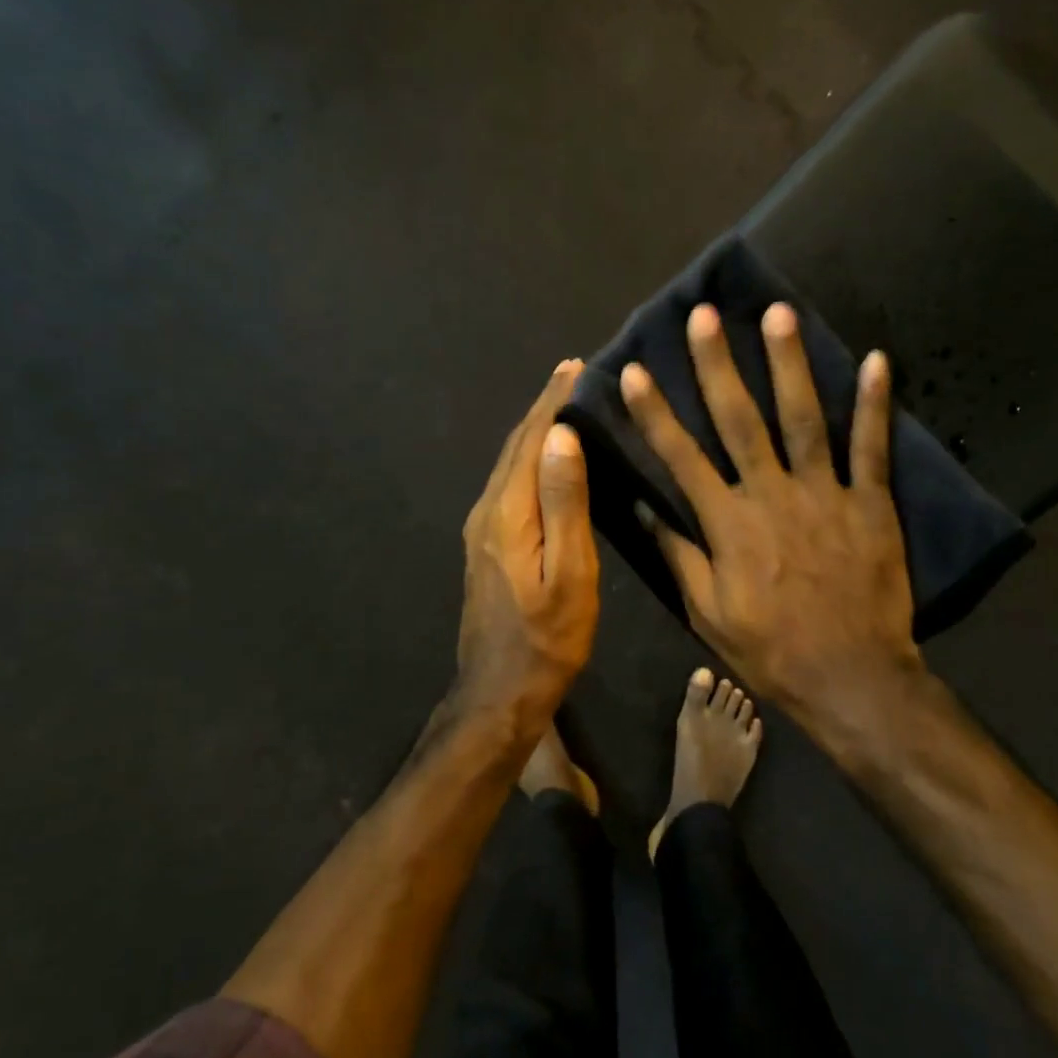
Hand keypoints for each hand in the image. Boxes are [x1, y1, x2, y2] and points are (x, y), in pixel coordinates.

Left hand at [454, 361, 599, 735]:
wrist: (500, 692)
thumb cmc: (547, 638)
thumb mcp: (568, 573)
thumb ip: (564, 503)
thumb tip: (560, 436)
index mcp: (506, 512)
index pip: (530, 440)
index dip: (552, 401)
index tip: (575, 365)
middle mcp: (487, 511)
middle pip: (515, 447)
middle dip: (542, 407)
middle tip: (573, 374)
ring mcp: (481, 529)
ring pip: (509, 464)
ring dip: (535, 431)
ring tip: (565, 405)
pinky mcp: (487, 545)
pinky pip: (510, 485)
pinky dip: (529, 459)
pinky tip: (548, 460)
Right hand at [621, 303, 922, 728]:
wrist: (850, 676)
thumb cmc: (770, 648)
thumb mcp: (707, 612)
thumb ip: (677, 555)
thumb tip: (642, 508)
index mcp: (727, 523)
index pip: (681, 457)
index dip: (654, 412)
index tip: (634, 371)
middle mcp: (771, 494)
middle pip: (740, 420)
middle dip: (717, 365)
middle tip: (705, 315)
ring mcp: (825, 494)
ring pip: (804, 418)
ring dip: (789, 364)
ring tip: (778, 313)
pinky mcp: (870, 503)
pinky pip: (872, 447)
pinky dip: (874, 404)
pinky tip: (876, 359)